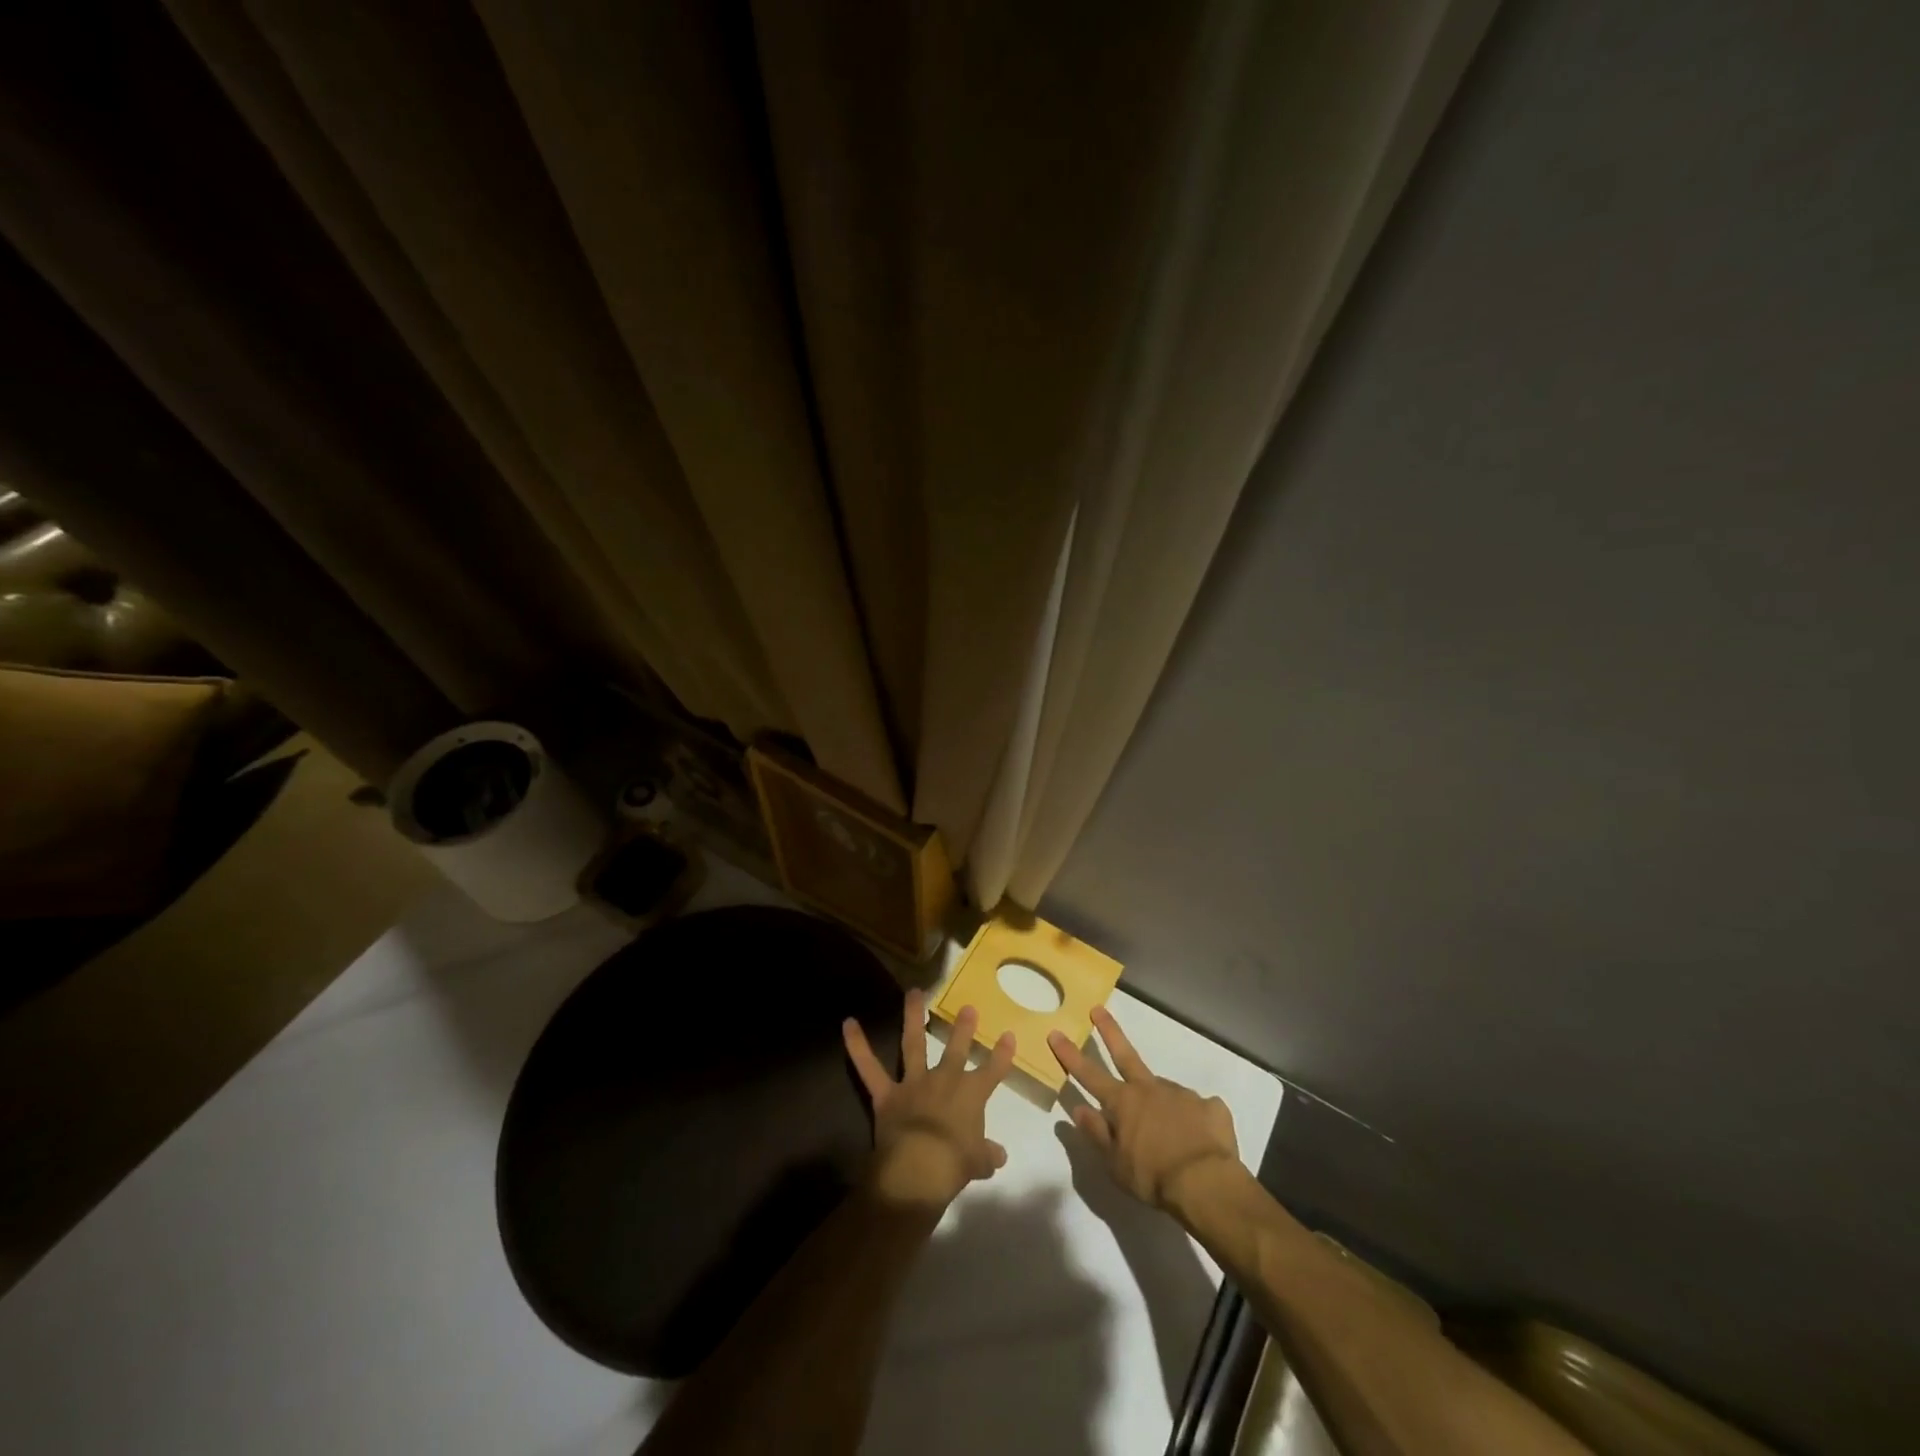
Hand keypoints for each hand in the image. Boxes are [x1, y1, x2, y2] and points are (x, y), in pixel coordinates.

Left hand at [843, 990, 1014, 1211]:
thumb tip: (999, 1156)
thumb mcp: (978, 1163)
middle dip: (963, 1028)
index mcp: (971, 1095)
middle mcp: (944, 1080)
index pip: (992, 1071)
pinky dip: (857, 1046)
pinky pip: (868, 1067)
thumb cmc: (954, 1165)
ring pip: (913, 1043)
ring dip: (912, 1015)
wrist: (919, 1169)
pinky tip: (848, 1023)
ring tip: (913, 991)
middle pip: (956, 1049)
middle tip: (967, 1007)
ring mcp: (914, 1083)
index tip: (1008, 1035)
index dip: (1002, 1054)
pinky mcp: (887, 1094)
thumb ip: (987, 1155)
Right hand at [1050, 1006, 1240, 1211]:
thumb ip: (1097, 1133)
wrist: (1206, 1183)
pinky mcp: (1210, 1106)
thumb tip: (1078, 1109)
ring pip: (1165, 1091)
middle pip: (1125, 1054)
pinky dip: (1195, 1120)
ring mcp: (1182, 1094)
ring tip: (1172, 1136)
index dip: (1070, 1055)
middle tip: (1098, 1009)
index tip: (1056, 1032)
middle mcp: (1150, 1089)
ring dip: (1162, 1104)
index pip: (1089, 1074)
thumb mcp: (1115, 1164)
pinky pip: (1198, 1110)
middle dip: (1109, 1031)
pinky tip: (1199, 1138)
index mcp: (1123, 1103)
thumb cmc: (1152, 1177)